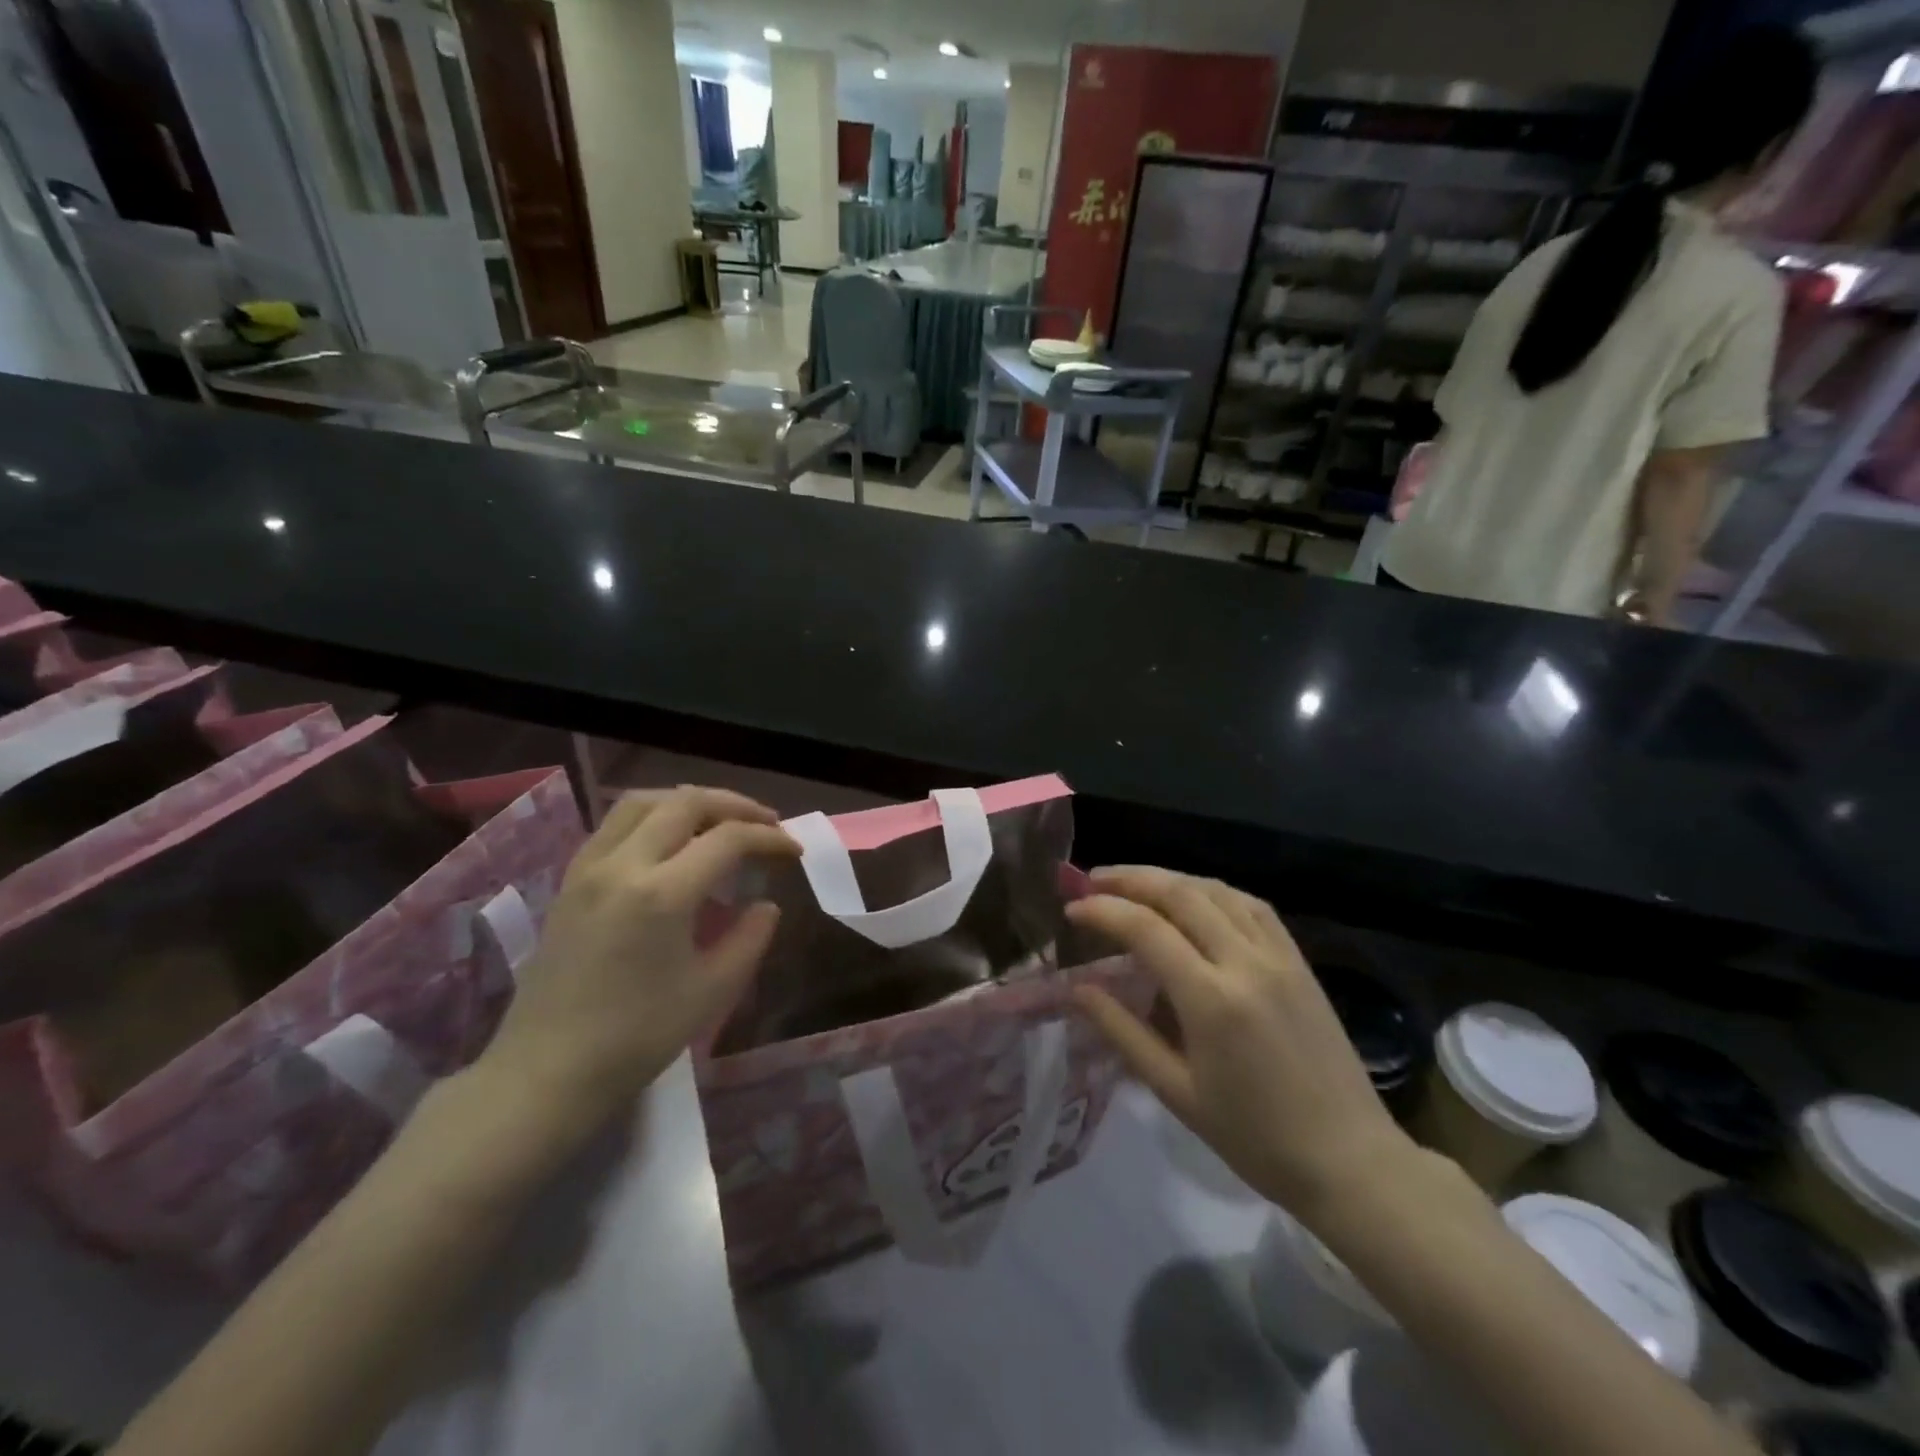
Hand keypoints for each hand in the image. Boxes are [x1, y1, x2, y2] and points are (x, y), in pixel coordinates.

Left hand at [477, 787, 798, 1135]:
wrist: (545, 1072)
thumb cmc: (635, 1038)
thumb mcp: (711, 992)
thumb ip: (749, 939)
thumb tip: (766, 906)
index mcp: (662, 893)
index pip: (728, 839)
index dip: (769, 838)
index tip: (794, 850)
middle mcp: (623, 864)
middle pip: (685, 802)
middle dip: (735, 805)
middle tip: (766, 824)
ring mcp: (589, 868)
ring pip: (644, 802)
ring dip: (690, 802)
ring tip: (720, 822)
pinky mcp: (570, 880)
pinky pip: (616, 824)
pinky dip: (654, 816)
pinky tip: (670, 842)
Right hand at [1068, 867, 1416, 1222]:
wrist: (1350, 1160)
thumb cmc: (1254, 1138)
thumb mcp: (1176, 1092)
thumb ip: (1123, 1032)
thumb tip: (1077, 989)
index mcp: (1211, 999)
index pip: (1145, 928)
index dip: (1102, 910)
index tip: (1071, 908)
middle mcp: (1245, 962)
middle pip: (1180, 893)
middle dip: (1129, 879)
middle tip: (1092, 880)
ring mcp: (1278, 956)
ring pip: (1216, 890)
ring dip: (1169, 878)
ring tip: (1134, 884)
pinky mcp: (1299, 961)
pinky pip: (1251, 905)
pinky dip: (1212, 891)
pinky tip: (1194, 898)